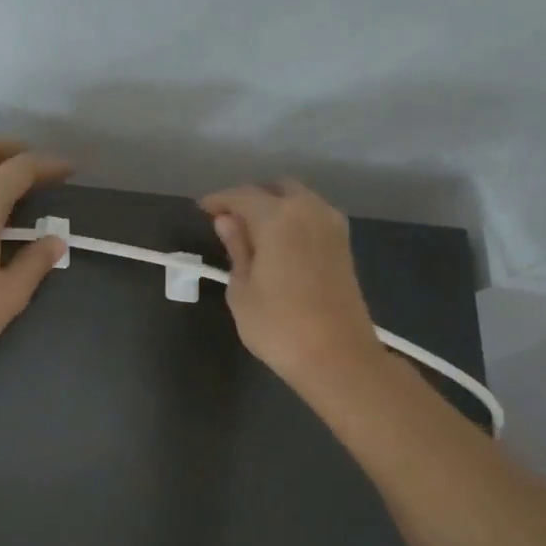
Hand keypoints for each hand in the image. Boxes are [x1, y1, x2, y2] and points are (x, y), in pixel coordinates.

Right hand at [199, 181, 386, 388]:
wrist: (336, 356)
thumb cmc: (277, 326)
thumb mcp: (242, 289)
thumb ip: (236, 248)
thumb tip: (227, 221)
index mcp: (278, 218)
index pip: (242, 195)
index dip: (219, 200)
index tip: (201, 209)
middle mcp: (309, 210)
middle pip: (275, 188)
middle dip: (250, 197)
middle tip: (227, 220)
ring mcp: (331, 226)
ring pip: (298, 200)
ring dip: (273, 207)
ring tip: (250, 232)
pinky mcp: (343, 244)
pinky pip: (312, 216)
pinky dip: (292, 220)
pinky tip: (276, 242)